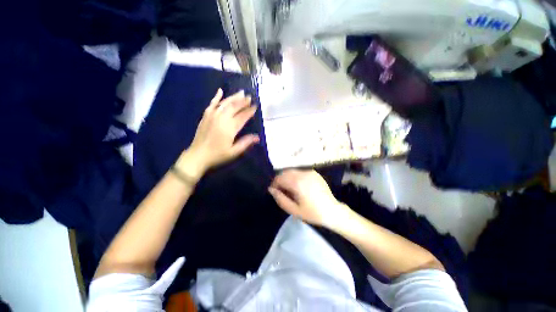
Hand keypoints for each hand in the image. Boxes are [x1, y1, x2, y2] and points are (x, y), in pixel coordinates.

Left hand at [176, 89, 258, 178]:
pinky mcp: (205, 116)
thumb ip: (245, 143)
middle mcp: (222, 119)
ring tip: (241, 93)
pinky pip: (212, 104)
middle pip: (234, 107)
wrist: (198, 155)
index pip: (242, 117)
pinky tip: (220, 91)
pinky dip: (216, 97)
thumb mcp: (234, 152)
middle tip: (250, 97)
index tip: (255, 106)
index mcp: (230, 128)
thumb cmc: (217, 155)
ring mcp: (212, 116)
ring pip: (225, 103)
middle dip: (243, 101)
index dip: (249, 111)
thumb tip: (257, 137)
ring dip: (233, 97)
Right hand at [268, 170, 348, 227]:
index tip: (274, 192)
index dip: (274, 184)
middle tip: (282, 191)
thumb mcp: (293, 210)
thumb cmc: (312, 213)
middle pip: (285, 173)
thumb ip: (280, 198)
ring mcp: (310, 172)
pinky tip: (299, 187)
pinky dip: (296, 177)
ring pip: (292, 171)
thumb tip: (271, 189)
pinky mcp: (314, 173)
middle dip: (281, 180)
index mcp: (297, 183)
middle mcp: (303, 174)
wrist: (332, 211)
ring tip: (290, 190)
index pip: (280, 178)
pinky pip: (300, 172)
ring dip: (288, 178)